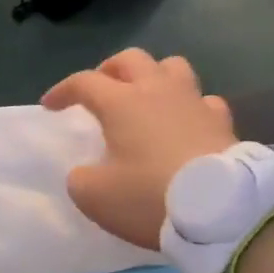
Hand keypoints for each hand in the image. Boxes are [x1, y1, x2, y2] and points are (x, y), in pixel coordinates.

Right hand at [42, 50, 237, 249]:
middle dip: (110, 70)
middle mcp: (157, 91)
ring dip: (154, 76)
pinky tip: (187, 122)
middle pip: (131, 59)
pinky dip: (191, 106)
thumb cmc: (151, 196)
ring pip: (172, 66)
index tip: (50, 106)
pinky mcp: (222, 122)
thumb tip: (85, 172)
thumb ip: (80, 179)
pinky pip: (204, 100)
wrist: (222, 212)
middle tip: (101, 90)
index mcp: (120, 102)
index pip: (83, 82)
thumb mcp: (95, 197)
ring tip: (146, 97)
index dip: (62, 91)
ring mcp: (194, 102)